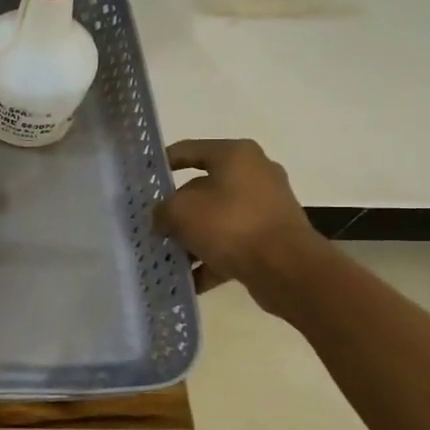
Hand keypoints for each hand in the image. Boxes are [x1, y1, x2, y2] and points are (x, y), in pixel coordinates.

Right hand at [156, 138, 322, 295]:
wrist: (288, 269)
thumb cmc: (230, 225)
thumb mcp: (180, 212)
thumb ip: (162, 210)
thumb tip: (162, 219)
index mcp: (235, 155)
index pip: (188, 150)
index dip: (161, 164)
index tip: (141, 180)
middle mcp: (255, 175)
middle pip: (202, 188)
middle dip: (176, 209)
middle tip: (151, 224)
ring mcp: (266, 208)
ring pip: (216, 219)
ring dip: (191, 238)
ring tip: (166, 256)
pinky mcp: (272, 238)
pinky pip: (232, 244)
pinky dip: (210, 259)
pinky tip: (188, 279)